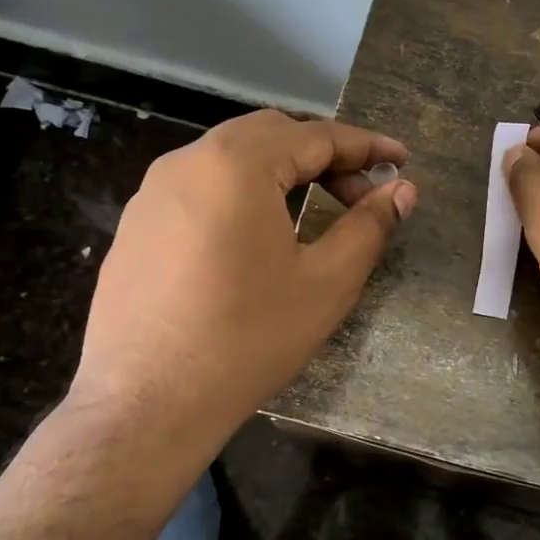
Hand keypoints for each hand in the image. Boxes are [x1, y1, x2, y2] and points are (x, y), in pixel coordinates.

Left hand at [68, 109, 416, 441]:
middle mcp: (188, 162)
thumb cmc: (248, 339)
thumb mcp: (326, 282)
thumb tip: (403, 190)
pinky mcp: (137, 225)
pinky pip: (200, 188)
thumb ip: (369, 226)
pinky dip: (242, 192)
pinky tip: (256, 236)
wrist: (146, 404)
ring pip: (231, 158)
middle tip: (361, 193)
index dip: (366, 146)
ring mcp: (153, 192)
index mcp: (237, 164)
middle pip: (271, 135)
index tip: (401, 160)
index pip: (316, 136)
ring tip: (314, 208)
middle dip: (323, 155)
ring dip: (281, 171)